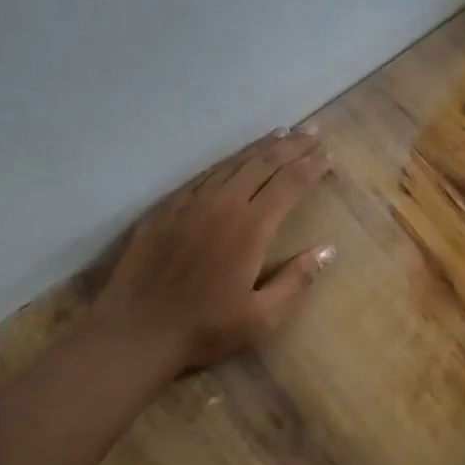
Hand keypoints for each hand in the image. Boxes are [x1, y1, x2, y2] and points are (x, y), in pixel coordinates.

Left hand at [91, 128, 335, 373]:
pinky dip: (225, 162)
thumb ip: (297, 280)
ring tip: (280, 134)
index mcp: (251, 227)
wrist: (136, 331)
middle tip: (312, 133)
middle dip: (291, 145)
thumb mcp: (262, 317)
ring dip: (259, 147)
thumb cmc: (204, 328)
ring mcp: (191, 202)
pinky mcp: (166, 208)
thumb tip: (328, 249)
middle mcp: (223, 204)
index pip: (289, 184)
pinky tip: (232, 161)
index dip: (311, 167)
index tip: (328, 156)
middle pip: (263, 163)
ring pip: (232, 163)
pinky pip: (203, 175)